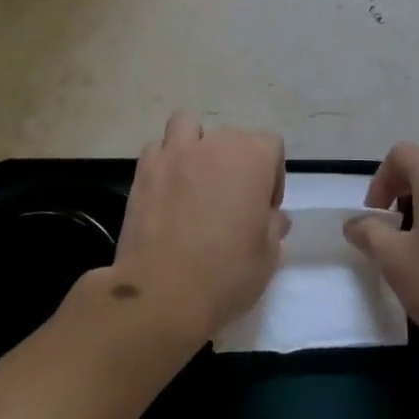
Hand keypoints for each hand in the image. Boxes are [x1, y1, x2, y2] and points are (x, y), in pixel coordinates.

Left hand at [103, 111, 288, 352]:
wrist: (162, 294)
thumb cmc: (226, 274)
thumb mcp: (268, 257)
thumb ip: (274, 227)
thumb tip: (272, 216)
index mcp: (252, 158)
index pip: (270, 145)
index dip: (272, 175)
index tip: (264, 208)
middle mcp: (214, 144)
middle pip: (232, 136)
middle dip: (236, 161)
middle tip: (231, 200)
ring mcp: (175, 153)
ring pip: (187, 124)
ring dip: (195, 142)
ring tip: (195, 176)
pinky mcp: (144, 171)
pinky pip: (157, 149)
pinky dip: (164, 160)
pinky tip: (167, 188)